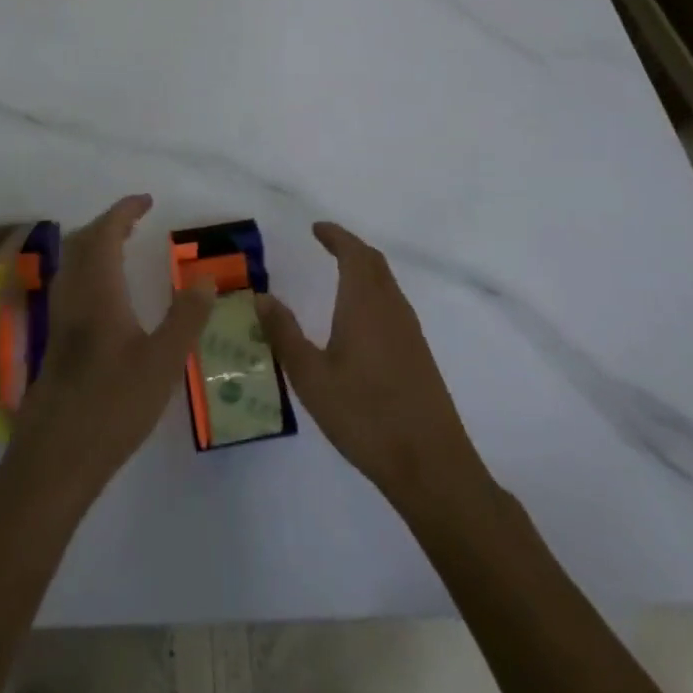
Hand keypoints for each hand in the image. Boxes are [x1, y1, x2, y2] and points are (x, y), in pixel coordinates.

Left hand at [5, 195, 214, 500]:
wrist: (54, 458)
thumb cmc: (111, 406)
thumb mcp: (162, 363)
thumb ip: (186, 318)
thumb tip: (205, 278)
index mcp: (97, 291)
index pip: (105, 234)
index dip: (123, 211)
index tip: (146, 200)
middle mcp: (72, 297)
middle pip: (82, 243)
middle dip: (107, 224)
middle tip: (136, 221)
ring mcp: (58, 320)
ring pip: (71, 264)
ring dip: (94, 245)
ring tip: (122, 249)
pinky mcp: (53, 343)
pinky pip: (69, 286)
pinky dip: (88, 270)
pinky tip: (105, 298)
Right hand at [257, 222, 482, 508]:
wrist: (430, 464)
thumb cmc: (365, 415)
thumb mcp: (311, 377)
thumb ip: (285, 333)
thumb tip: (262, 296)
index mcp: (365, 304)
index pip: (353, 253)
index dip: (336, 236)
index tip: (316, 228)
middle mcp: (391, 308)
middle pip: (374, 263)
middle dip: (350, 247)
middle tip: (325, 243)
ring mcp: (410, 331)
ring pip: (386, 283)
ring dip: (364, 269)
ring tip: (338, 273)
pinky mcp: (418, 354)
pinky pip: (393, 304)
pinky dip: (373, 292)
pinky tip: (359, 317)